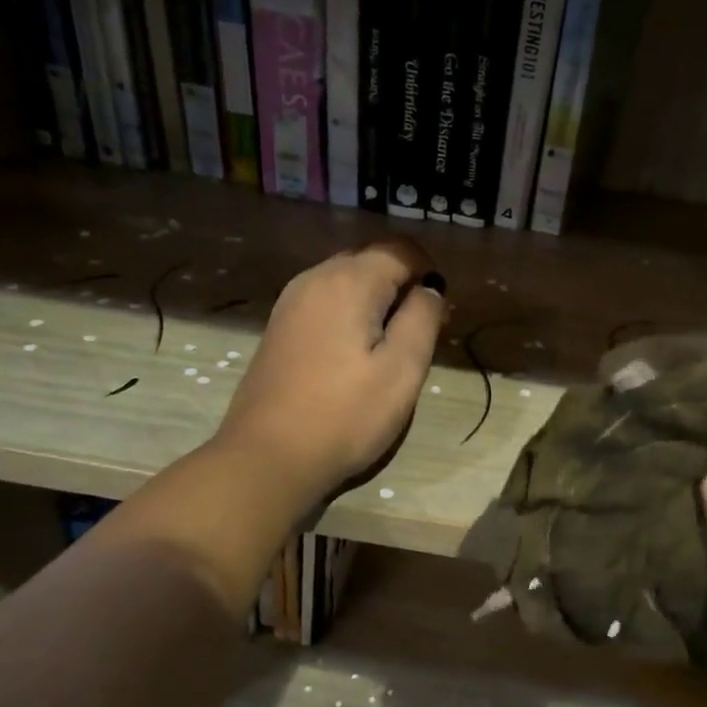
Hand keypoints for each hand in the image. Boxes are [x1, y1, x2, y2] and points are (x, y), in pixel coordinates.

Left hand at [217, 239, 446, 511]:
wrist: (268, 457)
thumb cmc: (345, 416)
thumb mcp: (402, 370)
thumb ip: (423, 318)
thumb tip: (430, 288)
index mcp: (348, 281)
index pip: (401, 249)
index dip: (429, 272)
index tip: (438, 313)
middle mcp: (315, 278)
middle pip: (371, 259)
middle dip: (402, 284)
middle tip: (418, 334)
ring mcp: (291, 302)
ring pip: (347, 280)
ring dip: (376, 301)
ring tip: (389, 348)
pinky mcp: (279, 327)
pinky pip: (326, 301)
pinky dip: (350, 314)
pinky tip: (354, 355)